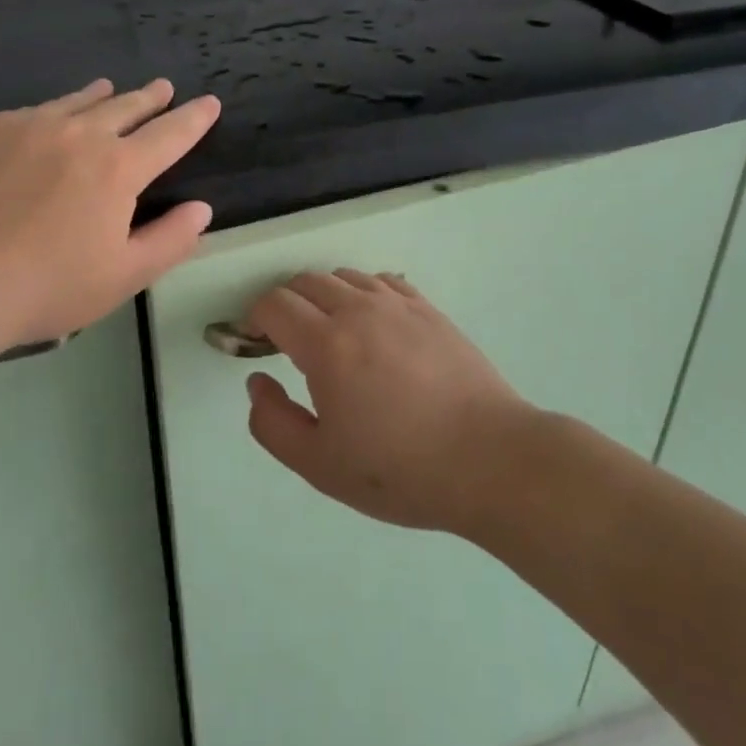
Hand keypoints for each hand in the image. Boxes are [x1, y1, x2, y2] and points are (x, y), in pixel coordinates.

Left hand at [0, 78, 220, 352]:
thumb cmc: (46, 285)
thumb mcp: (122, 277)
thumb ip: (170, 240)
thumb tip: (202, 209)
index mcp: (119, 168)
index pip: (171, 133)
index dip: (194, 118)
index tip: (210, 103)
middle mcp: (80, 133)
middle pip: (126, 106)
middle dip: (151, 98)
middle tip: (164, 88)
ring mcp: (31, 125)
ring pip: (78, 101)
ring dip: (104, 95)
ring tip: (112, 88)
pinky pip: (35, 110)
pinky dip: (56, 109)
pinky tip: (50, 119)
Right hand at [242, 271, 535, 535]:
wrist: (490, 460)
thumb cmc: (400, 469)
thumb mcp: (320, 464)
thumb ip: (272, 422)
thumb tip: (257, 381)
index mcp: (327, 344)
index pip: (275, 304)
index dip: (254, 318)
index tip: (255, 343)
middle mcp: (359, 310)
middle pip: (306, 281)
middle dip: (285, 304)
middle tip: (287, 341)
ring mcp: (399, 305)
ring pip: (344, 276)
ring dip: (324, 296)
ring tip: (331, 333)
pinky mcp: (429, 310)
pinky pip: (383, 281)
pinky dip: (363, 293)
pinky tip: (372, 323)